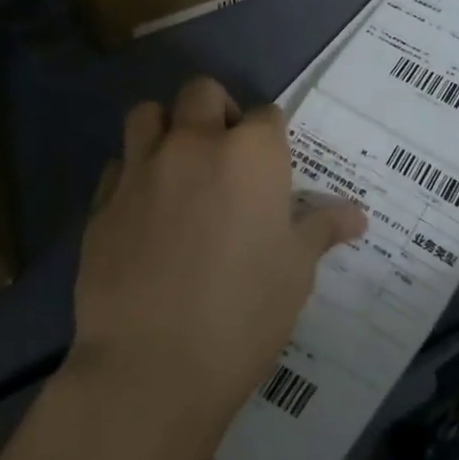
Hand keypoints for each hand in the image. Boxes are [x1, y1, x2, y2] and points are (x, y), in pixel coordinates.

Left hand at [70, 77, 367, 431]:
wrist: (154, 367)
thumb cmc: (244, 313)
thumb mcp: (296, 271)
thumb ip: (322, 229)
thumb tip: (356, 215)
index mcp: (251, 153)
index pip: (267, 114)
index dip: (271, 136)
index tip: (271, 165)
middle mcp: (194, 144)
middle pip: (202, 92)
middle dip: (216, 110)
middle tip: (225, 154)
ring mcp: (142, 168)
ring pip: (148, 114)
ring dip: (166, 127)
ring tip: (178, 166)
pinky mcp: (102, 201)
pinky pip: (118, 165)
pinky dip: (133, 173)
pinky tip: (143, 209)